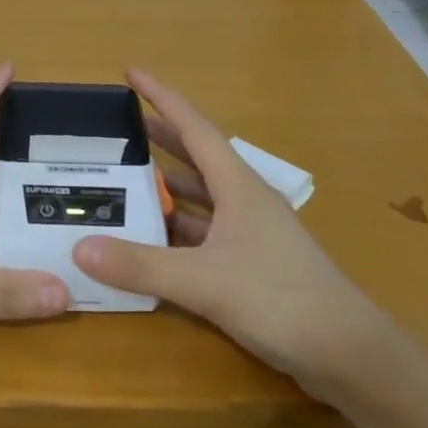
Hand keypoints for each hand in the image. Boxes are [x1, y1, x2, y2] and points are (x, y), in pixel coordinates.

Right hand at [71, 69, 387, 392]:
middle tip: (118, 126)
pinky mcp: (251, 263)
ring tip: (125, 178)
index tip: (131, 73)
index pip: (194, 127)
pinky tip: (151, 238)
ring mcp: (250, 232)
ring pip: (200, 196)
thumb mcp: (203, 281)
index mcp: (238, 186)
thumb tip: (79, 247)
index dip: (162, 97)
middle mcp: (244, 200)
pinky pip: (203, 231)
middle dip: (158, 137)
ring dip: (166, 186)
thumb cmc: (280, 299)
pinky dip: (175, 227)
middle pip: (195, 156)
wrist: (348, 354)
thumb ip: (141, 265)